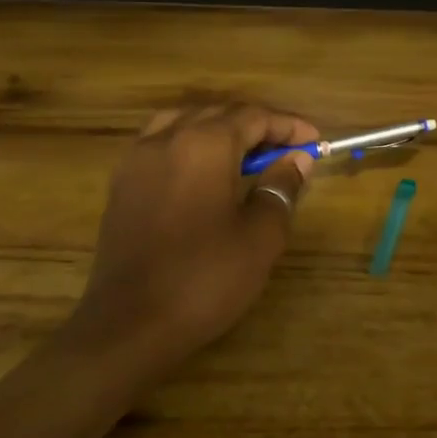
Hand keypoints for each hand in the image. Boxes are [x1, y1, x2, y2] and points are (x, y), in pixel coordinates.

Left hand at [73, 103, 318, 356]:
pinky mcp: (121, 184)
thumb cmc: (205, 278)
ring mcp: (137, 160)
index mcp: (205, 144)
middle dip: (257, 125)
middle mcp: (167, 139)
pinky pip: (160, 143)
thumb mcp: (260, 237)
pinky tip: (202, 172)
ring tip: (244, 154)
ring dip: (219, 129)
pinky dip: (189, 143)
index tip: (314, 142)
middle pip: (218, 113)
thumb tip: (296, 161)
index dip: (288, 126)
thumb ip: (281, 189)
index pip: (254, 116)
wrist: (131, 324)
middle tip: (286, 151)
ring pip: (184, 122)